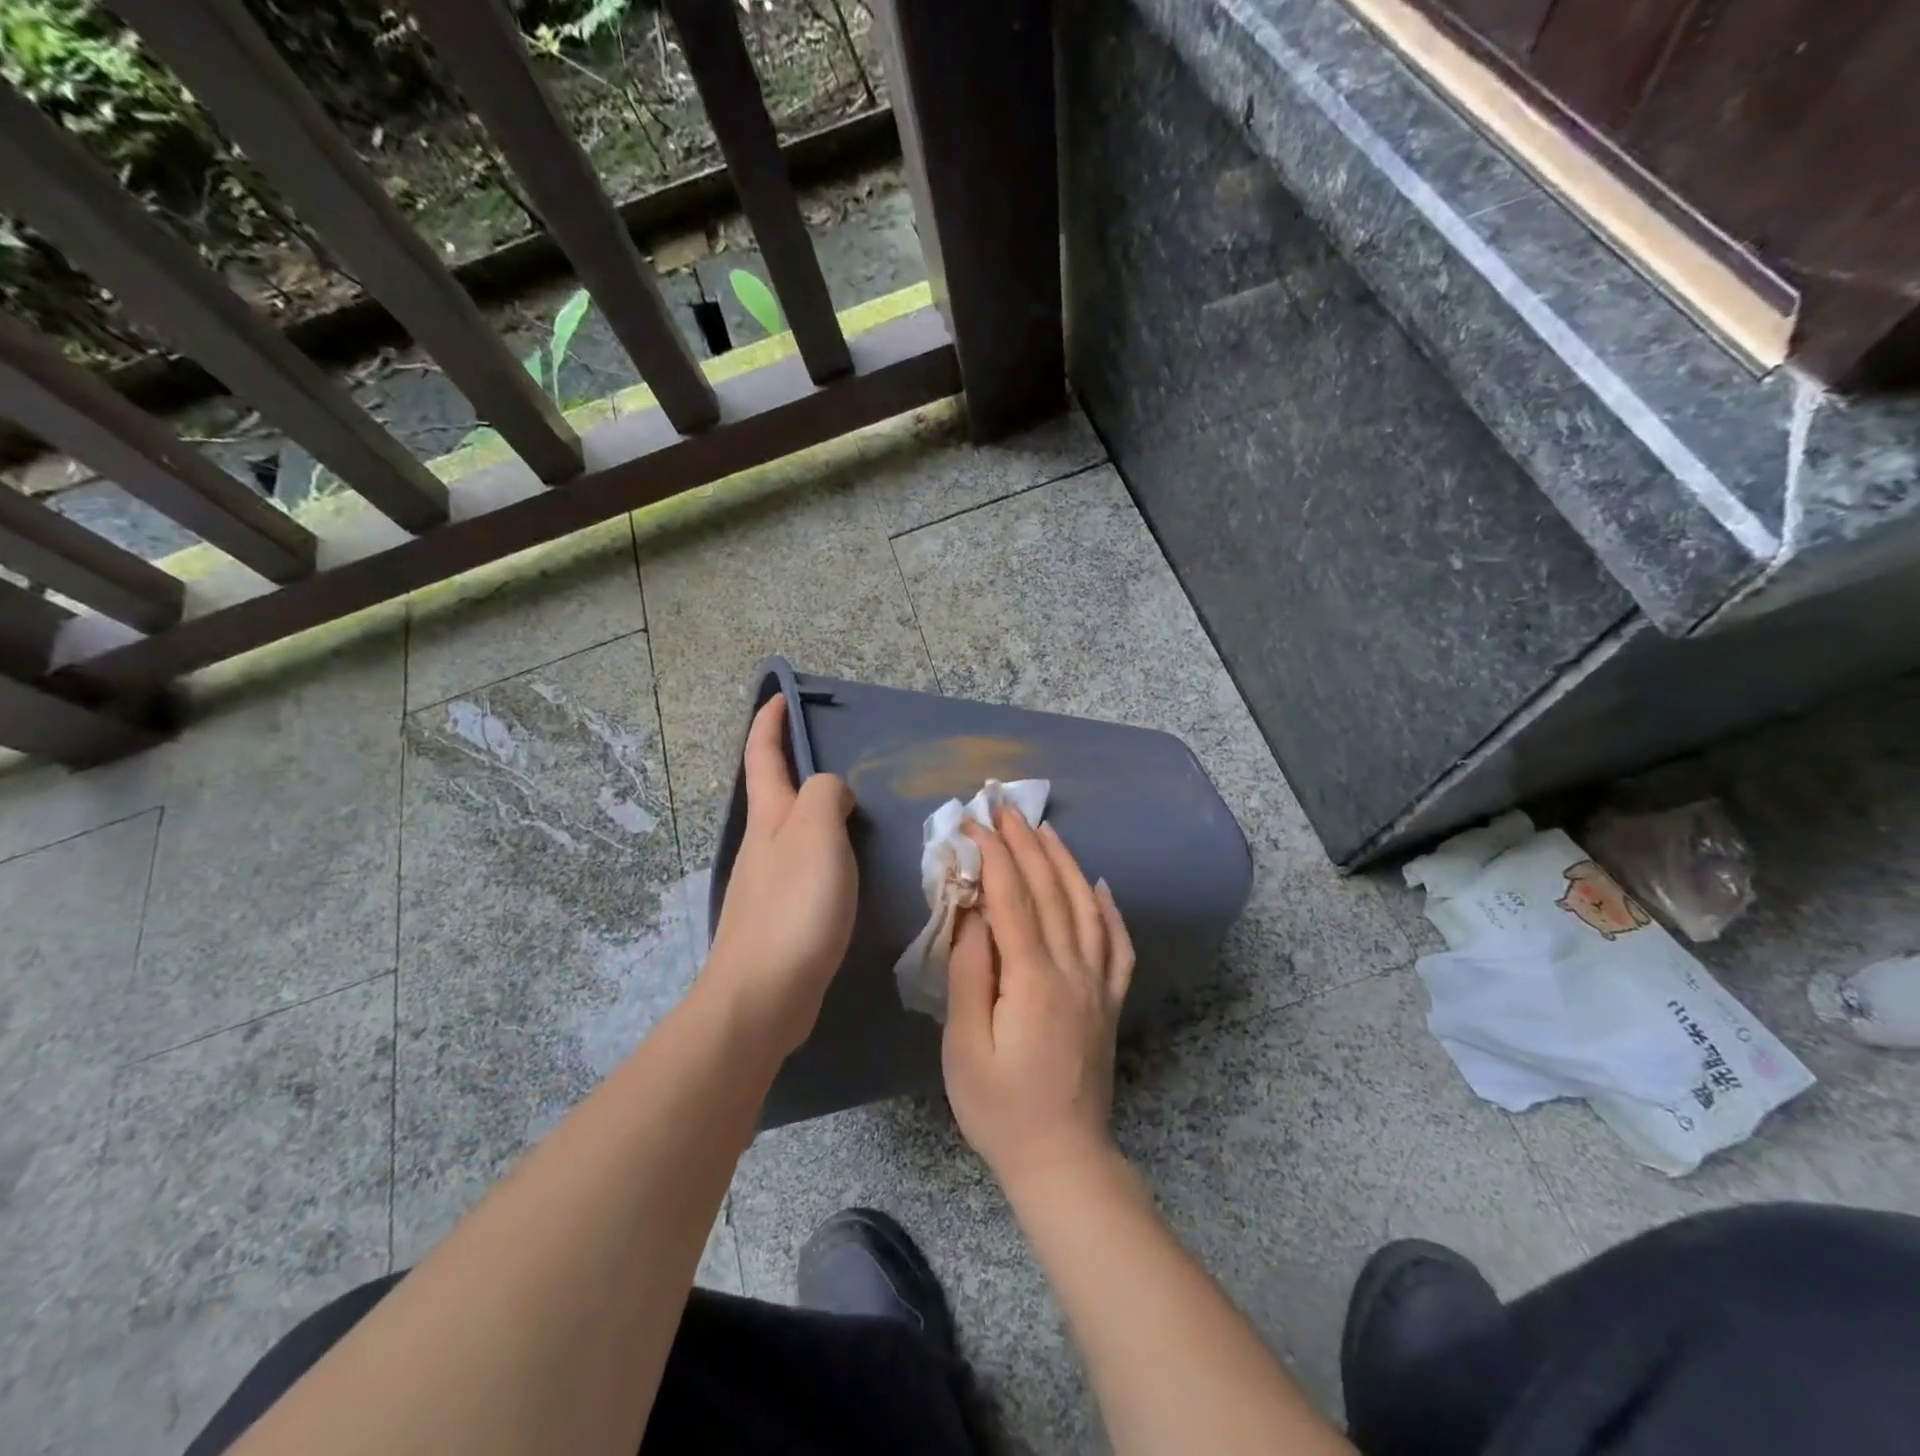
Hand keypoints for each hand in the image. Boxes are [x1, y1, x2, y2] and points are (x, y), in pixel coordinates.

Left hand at [702, 694, 856, 1058]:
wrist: (763, 995)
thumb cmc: (794, 906)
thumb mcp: (814, 834)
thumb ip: (824, 796)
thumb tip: (830, 791)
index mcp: (769, 817)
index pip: (762, 755)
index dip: (770, 722)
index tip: (780, 696)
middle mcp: (762, 844)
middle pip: (775, 792)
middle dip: (794, 766)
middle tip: (839, 758)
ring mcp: (767, 882)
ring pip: (791, 831)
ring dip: (814, 812)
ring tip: (854, 811)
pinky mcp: (779, 916)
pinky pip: (804, 866)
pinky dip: (824, 852)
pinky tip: (847, 869)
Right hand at [942, 807, 1135, 1193]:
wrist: (1062, 1159)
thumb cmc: (1000, 1108)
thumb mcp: (965, 1046)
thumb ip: (970, 974)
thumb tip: (973, 915)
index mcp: (1033, 979)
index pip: (1013, 898)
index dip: (994, 854)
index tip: (975, 821)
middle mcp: (1073, 970)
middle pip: (1052, 890)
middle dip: (1026, 843)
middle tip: (1005, 807)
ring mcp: (1098, 984)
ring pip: (1086, 906)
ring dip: (1065, 862)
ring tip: (1045, 829)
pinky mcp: (1110, 1001)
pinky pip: (1116, 943)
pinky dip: (1109, 908)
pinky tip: (1100, 885)